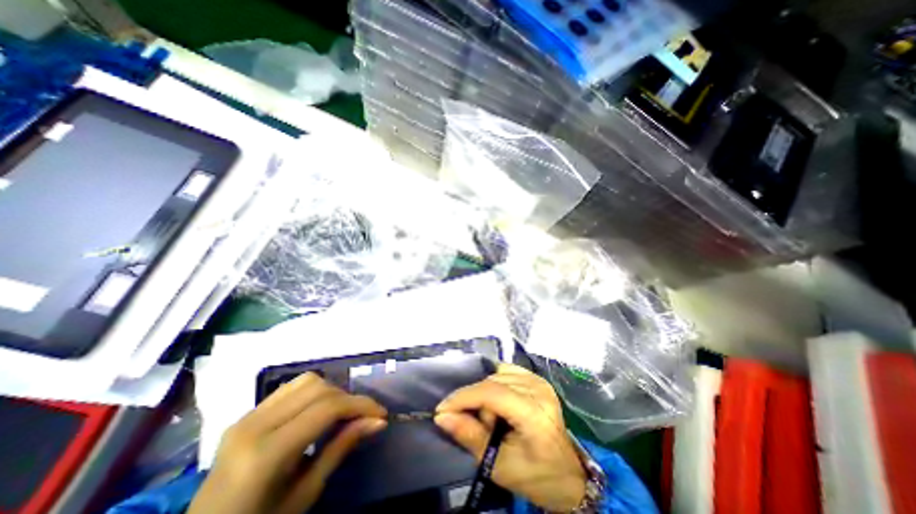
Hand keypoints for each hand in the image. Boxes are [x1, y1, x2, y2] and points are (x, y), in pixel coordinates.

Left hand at [187, 374, 386, 513]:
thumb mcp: (304, 495)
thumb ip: (341, 449)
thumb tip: (378, 421)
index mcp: (265, 454)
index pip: (327, 408)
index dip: (360, 405)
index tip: (381, 414)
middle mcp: (253, 425)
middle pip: (318, 387)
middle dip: (348, 397)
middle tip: (363, 417)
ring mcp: (246, 416)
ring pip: (306, 380)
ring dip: (332, 391)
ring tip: (342, 412)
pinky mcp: (246, 414)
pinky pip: (290, 388)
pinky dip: (314, 392)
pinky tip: (318, 411)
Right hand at [434, 363, 586, 512]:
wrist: (567, 475)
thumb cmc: (536, 476)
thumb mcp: (500, 465)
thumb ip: (471, 437)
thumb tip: (443, 417)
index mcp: (534, 413)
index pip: (491, 393)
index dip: (463, 398)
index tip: (442, 409)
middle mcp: (538, 389)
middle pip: (492, 382)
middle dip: (475, 402)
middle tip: (477, 427)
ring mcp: (538, 380)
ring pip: (496, 375)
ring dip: (485, 394)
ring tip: (491, 419)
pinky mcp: (536, 378)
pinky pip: (505, 371)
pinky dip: (494, 384)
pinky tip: (496, 402)